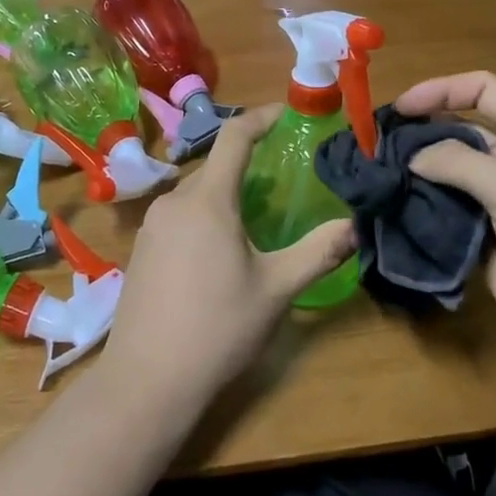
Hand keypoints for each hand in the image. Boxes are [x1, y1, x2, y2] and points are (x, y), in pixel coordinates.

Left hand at [106, 105, 353, 407]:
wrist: (146, 381)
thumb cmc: (217, 328)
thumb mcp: (276, 290)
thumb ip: (317, 252)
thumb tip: (355, 226)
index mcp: (207, 200)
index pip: (235, 137)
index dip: (262, 117)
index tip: (287, 114)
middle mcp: (173, 202)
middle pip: (215, 167)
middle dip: (248, 166)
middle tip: (282, 182)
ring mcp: (151, 226)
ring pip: (195, 194)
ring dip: (225, 195)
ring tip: (255, 220)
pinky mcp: (140, 250)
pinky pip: (178, 217)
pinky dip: (203, 217)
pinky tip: (218, 254)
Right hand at [395, 71, 495, 372]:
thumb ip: (459, 163)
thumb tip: (413, 156)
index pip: (483, 91)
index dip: (441, 90)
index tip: (399, 109)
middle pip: (462, 131)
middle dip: (422, 133)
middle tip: (376, 146)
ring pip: (453, 174)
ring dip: (419, 174)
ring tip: (377, 177)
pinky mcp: (491, 238)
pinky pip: (451, 213)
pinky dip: (425, 209)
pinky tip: (394, 211)